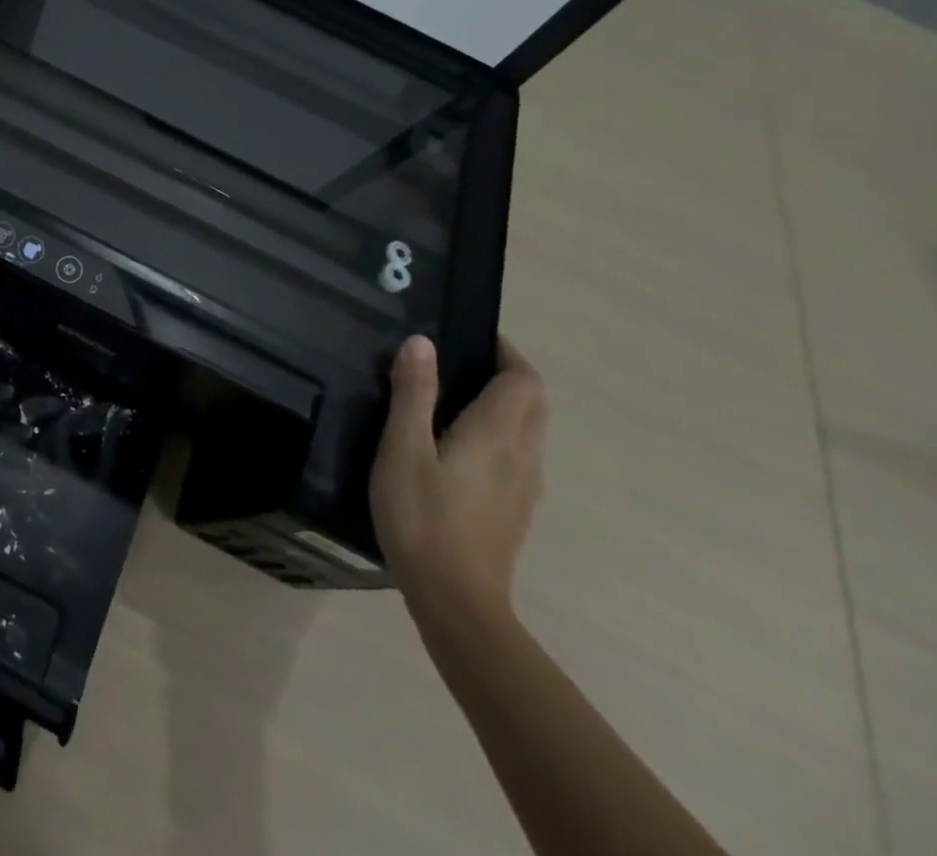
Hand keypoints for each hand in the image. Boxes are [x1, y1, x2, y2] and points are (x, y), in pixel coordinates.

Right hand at [370, 334, 546, 624]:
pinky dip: (500, 433)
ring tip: (453, 397)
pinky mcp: (516, 510)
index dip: (504, 351)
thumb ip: (414, 393)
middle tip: (458, 362)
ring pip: (529, 430)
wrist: (456, 602)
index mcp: (497, 433)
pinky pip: (518, 455)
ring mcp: (525, 487)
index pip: (523, 379)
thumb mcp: (403, 448)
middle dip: (506, 374)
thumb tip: (422, 342)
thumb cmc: (422, 517)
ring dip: (504, 404)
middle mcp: (523, 455)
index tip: (471, 336)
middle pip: (533, 402)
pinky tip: (459, 447)